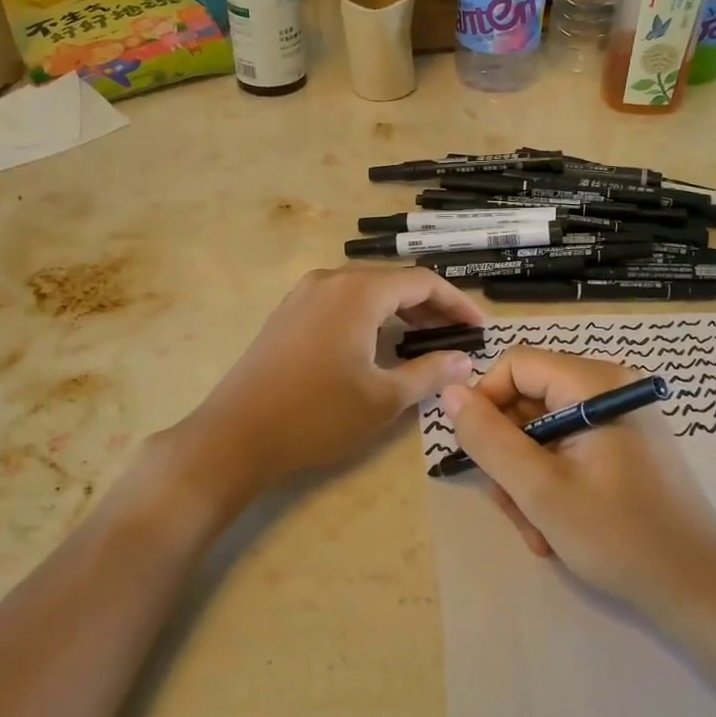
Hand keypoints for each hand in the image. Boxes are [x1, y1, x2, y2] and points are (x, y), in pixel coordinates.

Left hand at [178, 265, 485, 494]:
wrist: (235, 435)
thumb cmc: (316, 416)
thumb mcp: (383, 399)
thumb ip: (430, 373)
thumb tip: (466, 359)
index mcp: (357, 292)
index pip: (422, 282)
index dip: (456, 303)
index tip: (480, 328)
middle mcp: (330, 281)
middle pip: (393, 282)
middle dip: (430, 307)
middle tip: (457, 337)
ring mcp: (303, 294)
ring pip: (365, 291)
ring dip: (399, 312)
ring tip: (425, 341)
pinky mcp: (288, 313)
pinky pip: (341, 302)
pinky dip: (369, 316)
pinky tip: (378, 344)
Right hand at [439, 348, 715, 623]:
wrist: (704, 594)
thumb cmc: (622, 538)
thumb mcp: (541, 491)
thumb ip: (490, 439)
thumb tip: (450, 392)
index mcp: (595, 383)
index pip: (515, 365)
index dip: (485, 403)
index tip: (477, 454)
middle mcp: (610, 388)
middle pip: (528, 400)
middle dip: (509, 455)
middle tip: (512, 507)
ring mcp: (620, 419)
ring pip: (543, 432)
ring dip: (527, 480)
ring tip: (538, 530)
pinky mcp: (626, 448)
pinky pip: (569, 450)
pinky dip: (553, 485)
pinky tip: (557, 528)